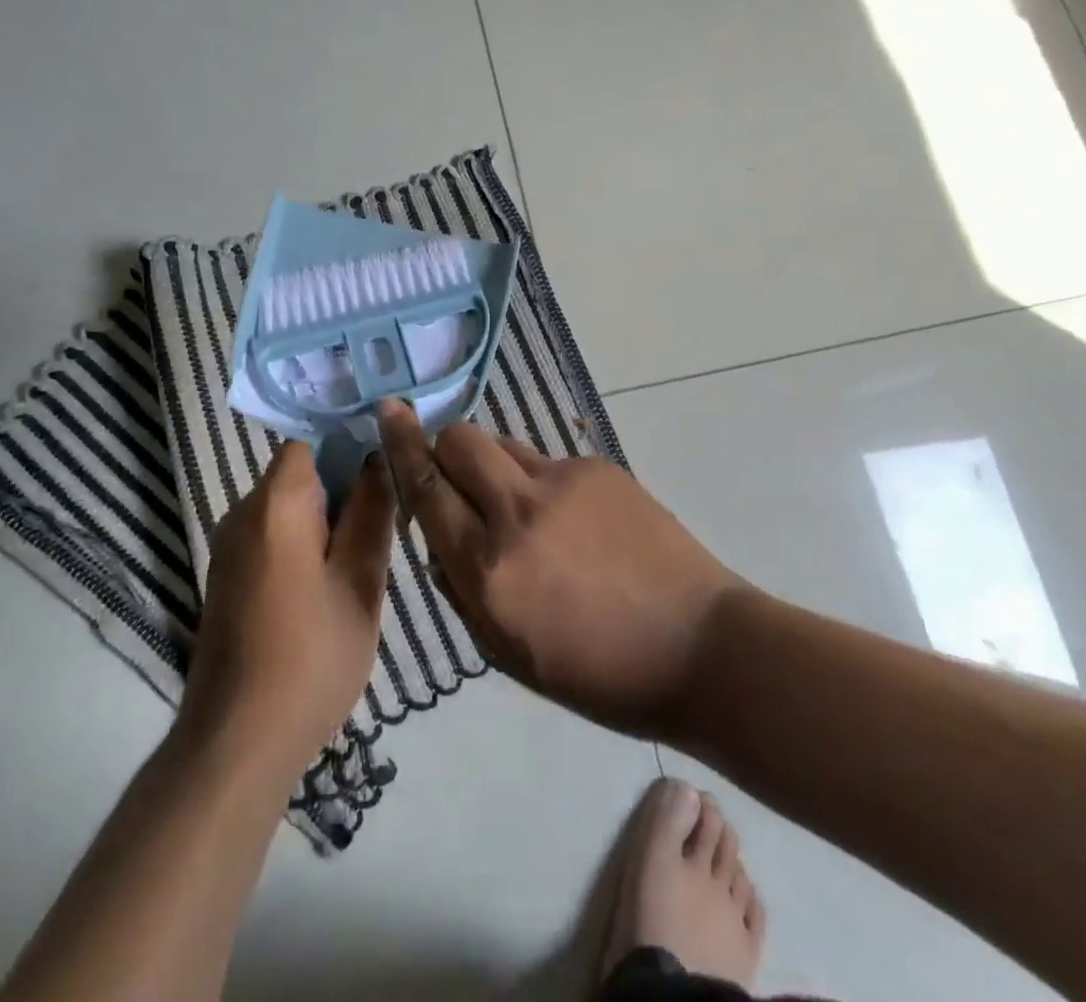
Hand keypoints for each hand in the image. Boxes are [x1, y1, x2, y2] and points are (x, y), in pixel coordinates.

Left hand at [180, 442, 397, 773]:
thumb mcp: (360, 582)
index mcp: (275, 505)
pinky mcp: (226, 577)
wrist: (237, 742)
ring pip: (287, 508)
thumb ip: (371, 513)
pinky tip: (329, 584)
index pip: (310, 442)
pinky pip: (272, 536)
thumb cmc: (311, 656)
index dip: (349, 444)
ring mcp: (228, 548)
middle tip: (386, 520)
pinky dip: (303, 543)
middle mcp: (242, 514)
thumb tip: (378, 458)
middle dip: (343, 487)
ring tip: (364, 555)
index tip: (387, 467)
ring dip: (326, 519)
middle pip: (299, 474)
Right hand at [378, 401, 740, 741]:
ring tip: (517, 508)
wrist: (699, 646)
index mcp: (489, 570)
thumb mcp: (508, 651)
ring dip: (491, 465)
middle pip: (459, 440)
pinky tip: (568, 521)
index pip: (426, 488)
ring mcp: (563, 482)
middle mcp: (518, 513)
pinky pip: (546, 461)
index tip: (387, 412)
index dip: (402, 446)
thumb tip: (439, 539)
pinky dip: (537, 481)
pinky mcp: (598, 468)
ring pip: (502, 444)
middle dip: (442, 447)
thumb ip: (461, 588)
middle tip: (454, 476)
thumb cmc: (597, 672)